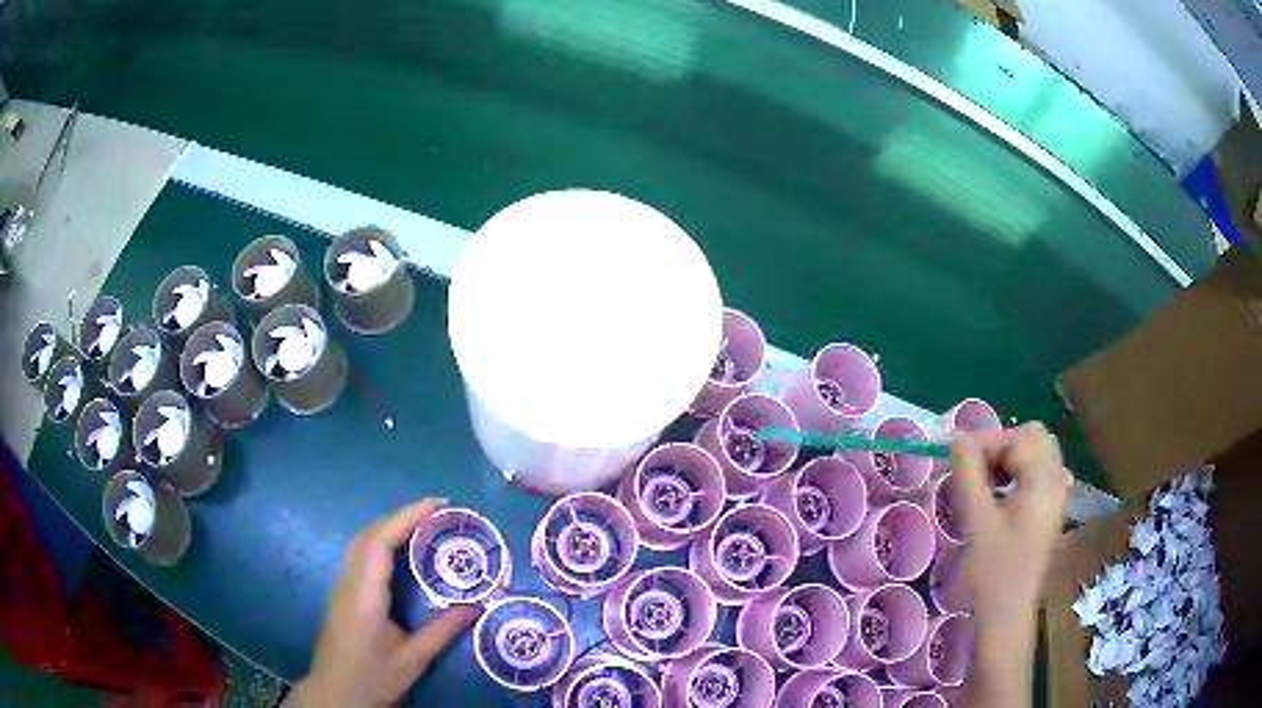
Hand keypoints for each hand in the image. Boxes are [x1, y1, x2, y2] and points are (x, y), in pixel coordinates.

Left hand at [289, 499, 480, 706]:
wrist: (336, 693)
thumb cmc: (373, 677)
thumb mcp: (413, 659)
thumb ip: (442, 631)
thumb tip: (476, 606)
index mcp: (365, 594)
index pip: (382, 541)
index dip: (408, 517)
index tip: (439, 504)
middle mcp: (349, 581)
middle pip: (369, 534)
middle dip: (401, 516)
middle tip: (437, 512)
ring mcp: (342, 586)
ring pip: (361, 542)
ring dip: (389, 526)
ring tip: (422, 525)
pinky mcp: (342, 593)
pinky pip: (360, 555)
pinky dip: (381, 541)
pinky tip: (399, 552)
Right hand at [950, 423, 1070, 620]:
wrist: (1008, 612)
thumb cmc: (993, 569)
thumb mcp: (976, 519)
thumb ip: (967, 472)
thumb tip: (956, 437)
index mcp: (1043, 480)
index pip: (1018, 438)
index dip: (987, 444)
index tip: (959, 464)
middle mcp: (1057, 481)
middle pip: (1034, 438)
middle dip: (1003, 445)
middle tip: (976, 471)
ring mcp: (1058, 496)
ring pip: (1038, 454)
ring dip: (1012, 458)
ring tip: (986, 484)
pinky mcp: (1052, 511)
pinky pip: (1040, 473)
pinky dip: (1021, 473)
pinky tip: (1003, 497)